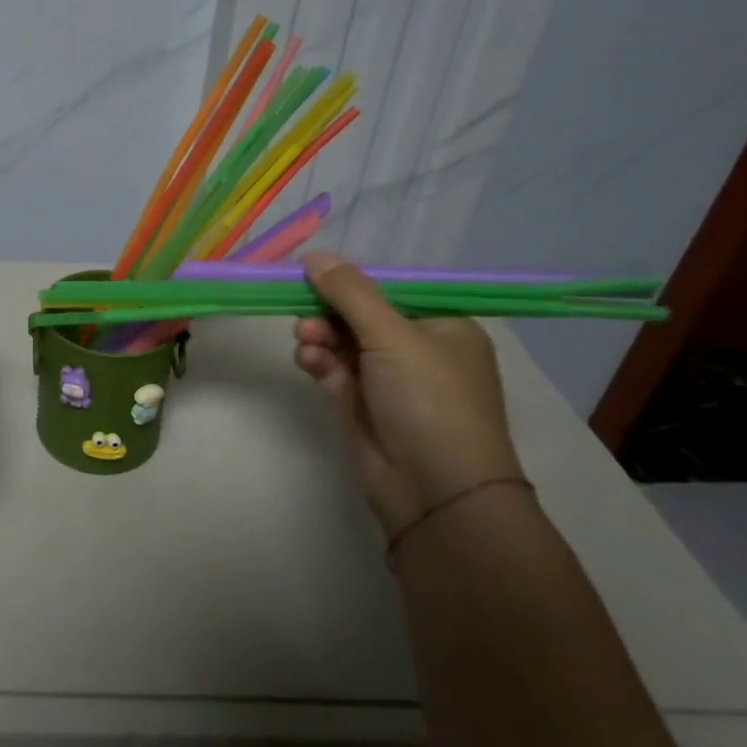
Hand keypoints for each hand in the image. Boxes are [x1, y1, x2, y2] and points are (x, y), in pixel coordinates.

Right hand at [293, 252, 524, 535]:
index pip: (390, 291)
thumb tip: (313, 255)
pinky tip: (308, 362)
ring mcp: (389, 381)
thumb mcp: (392, 335)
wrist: (435, 491)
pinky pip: (334, 372)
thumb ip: (350, 292)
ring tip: (305, 342)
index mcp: (442, 327)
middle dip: (329, 312)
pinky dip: (319, 363)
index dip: (350, 282)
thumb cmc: (428, 400)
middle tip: (304, 315)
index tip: (310, 274)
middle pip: (361, 316)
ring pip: (342, 343)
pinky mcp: (363, 407)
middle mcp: (418, 351)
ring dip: (320, 337)